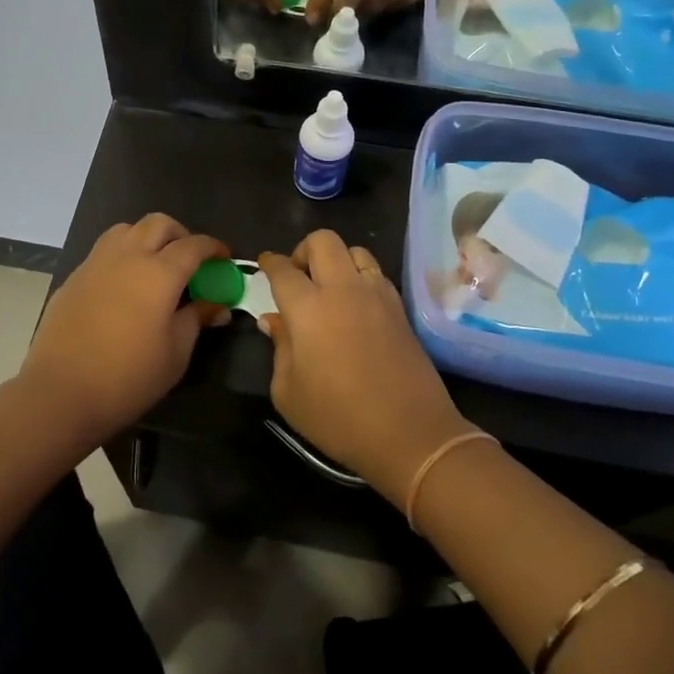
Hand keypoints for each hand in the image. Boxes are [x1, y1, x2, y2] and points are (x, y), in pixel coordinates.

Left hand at [17, 215, 228, 449]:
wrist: (61, 392)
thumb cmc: (128, 377)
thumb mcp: (176, 353)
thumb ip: (197, 320)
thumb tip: (217, 305)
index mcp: (159, 273)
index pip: (194, 245)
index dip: (213, 248)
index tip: (223, 259)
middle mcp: (127, 256)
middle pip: (159, 224)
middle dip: (181, 235)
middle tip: (190, 260)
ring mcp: (95, 263)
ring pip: (127, 230)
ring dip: (147, 238)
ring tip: (155, 265)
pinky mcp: (74, 278)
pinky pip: (104, 251)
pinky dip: (122, 256)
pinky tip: (124, 286)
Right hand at [258, 232, 476, 503]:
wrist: (410, 433)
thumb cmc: (338, 417)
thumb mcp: (288, 392)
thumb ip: (279, 348)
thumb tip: (274, 321)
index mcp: (308, 307)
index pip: (283, 269)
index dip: (270, 263)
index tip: (264, 265)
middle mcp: (343, 289)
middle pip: (322, 241)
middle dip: (303, 251)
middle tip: (297, 278)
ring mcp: (376, 295)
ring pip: (355, 250)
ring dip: (337, 260)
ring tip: (329, 288)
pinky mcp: (400, 308)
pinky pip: (376, 273)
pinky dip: (360, 277)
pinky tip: (355, 305)